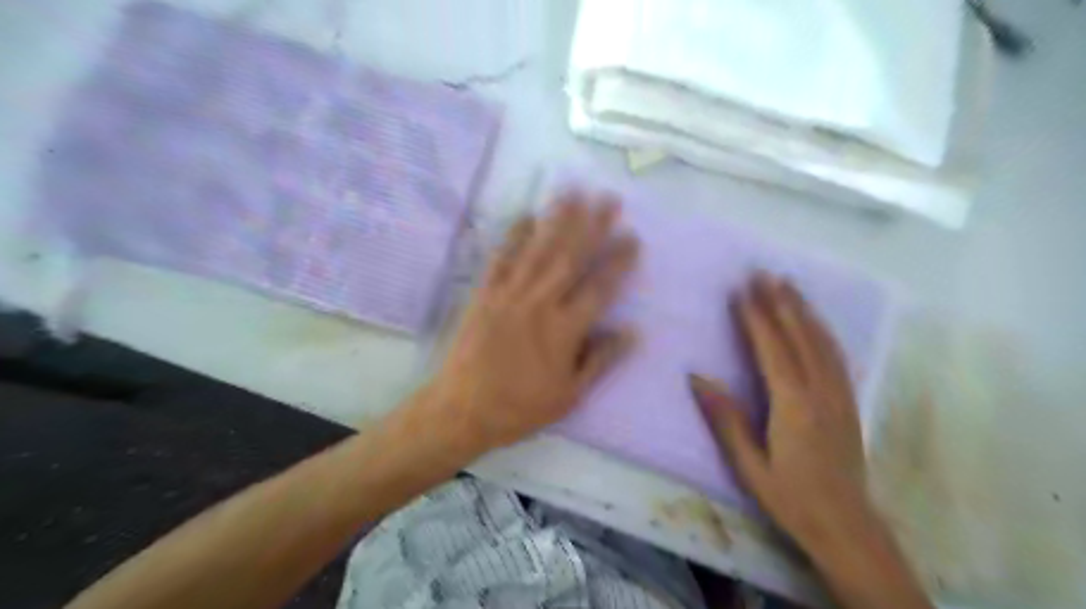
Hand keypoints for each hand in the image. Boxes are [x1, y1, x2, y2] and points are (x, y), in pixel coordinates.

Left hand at [424, 193, 636, 453]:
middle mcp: (539, 303)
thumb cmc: (520, 407)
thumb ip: (601, 360)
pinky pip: (501, 258)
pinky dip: (514, 236)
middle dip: (593, 225)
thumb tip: (632, 332)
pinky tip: (525, 216)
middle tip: (608, 198)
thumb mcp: (570, 395)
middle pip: (571, 257)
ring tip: (573, 192)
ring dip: (557, 219)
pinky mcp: (485, 293)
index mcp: (564, 330)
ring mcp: (509, 294)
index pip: (599, 287)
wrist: (463, 409)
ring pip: (538, 250)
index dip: (619, 261)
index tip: (633, 238)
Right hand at [690, 277, 928, 608]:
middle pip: (800, 336)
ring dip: (804, 310)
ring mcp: (839, 395)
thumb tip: (697, 377)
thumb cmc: (790, 497)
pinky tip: (816, 322)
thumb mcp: (749, 464)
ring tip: (789, 285)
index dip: (756, 318)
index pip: (772, 349)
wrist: (846, 526)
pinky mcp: (849, 402)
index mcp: (793, 404)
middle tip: (764, 273)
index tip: (742, 291)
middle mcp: (820, 391)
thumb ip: (725, 418)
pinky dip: (823, 331)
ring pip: (822, 341)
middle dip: (781, 302)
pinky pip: (836, 356)